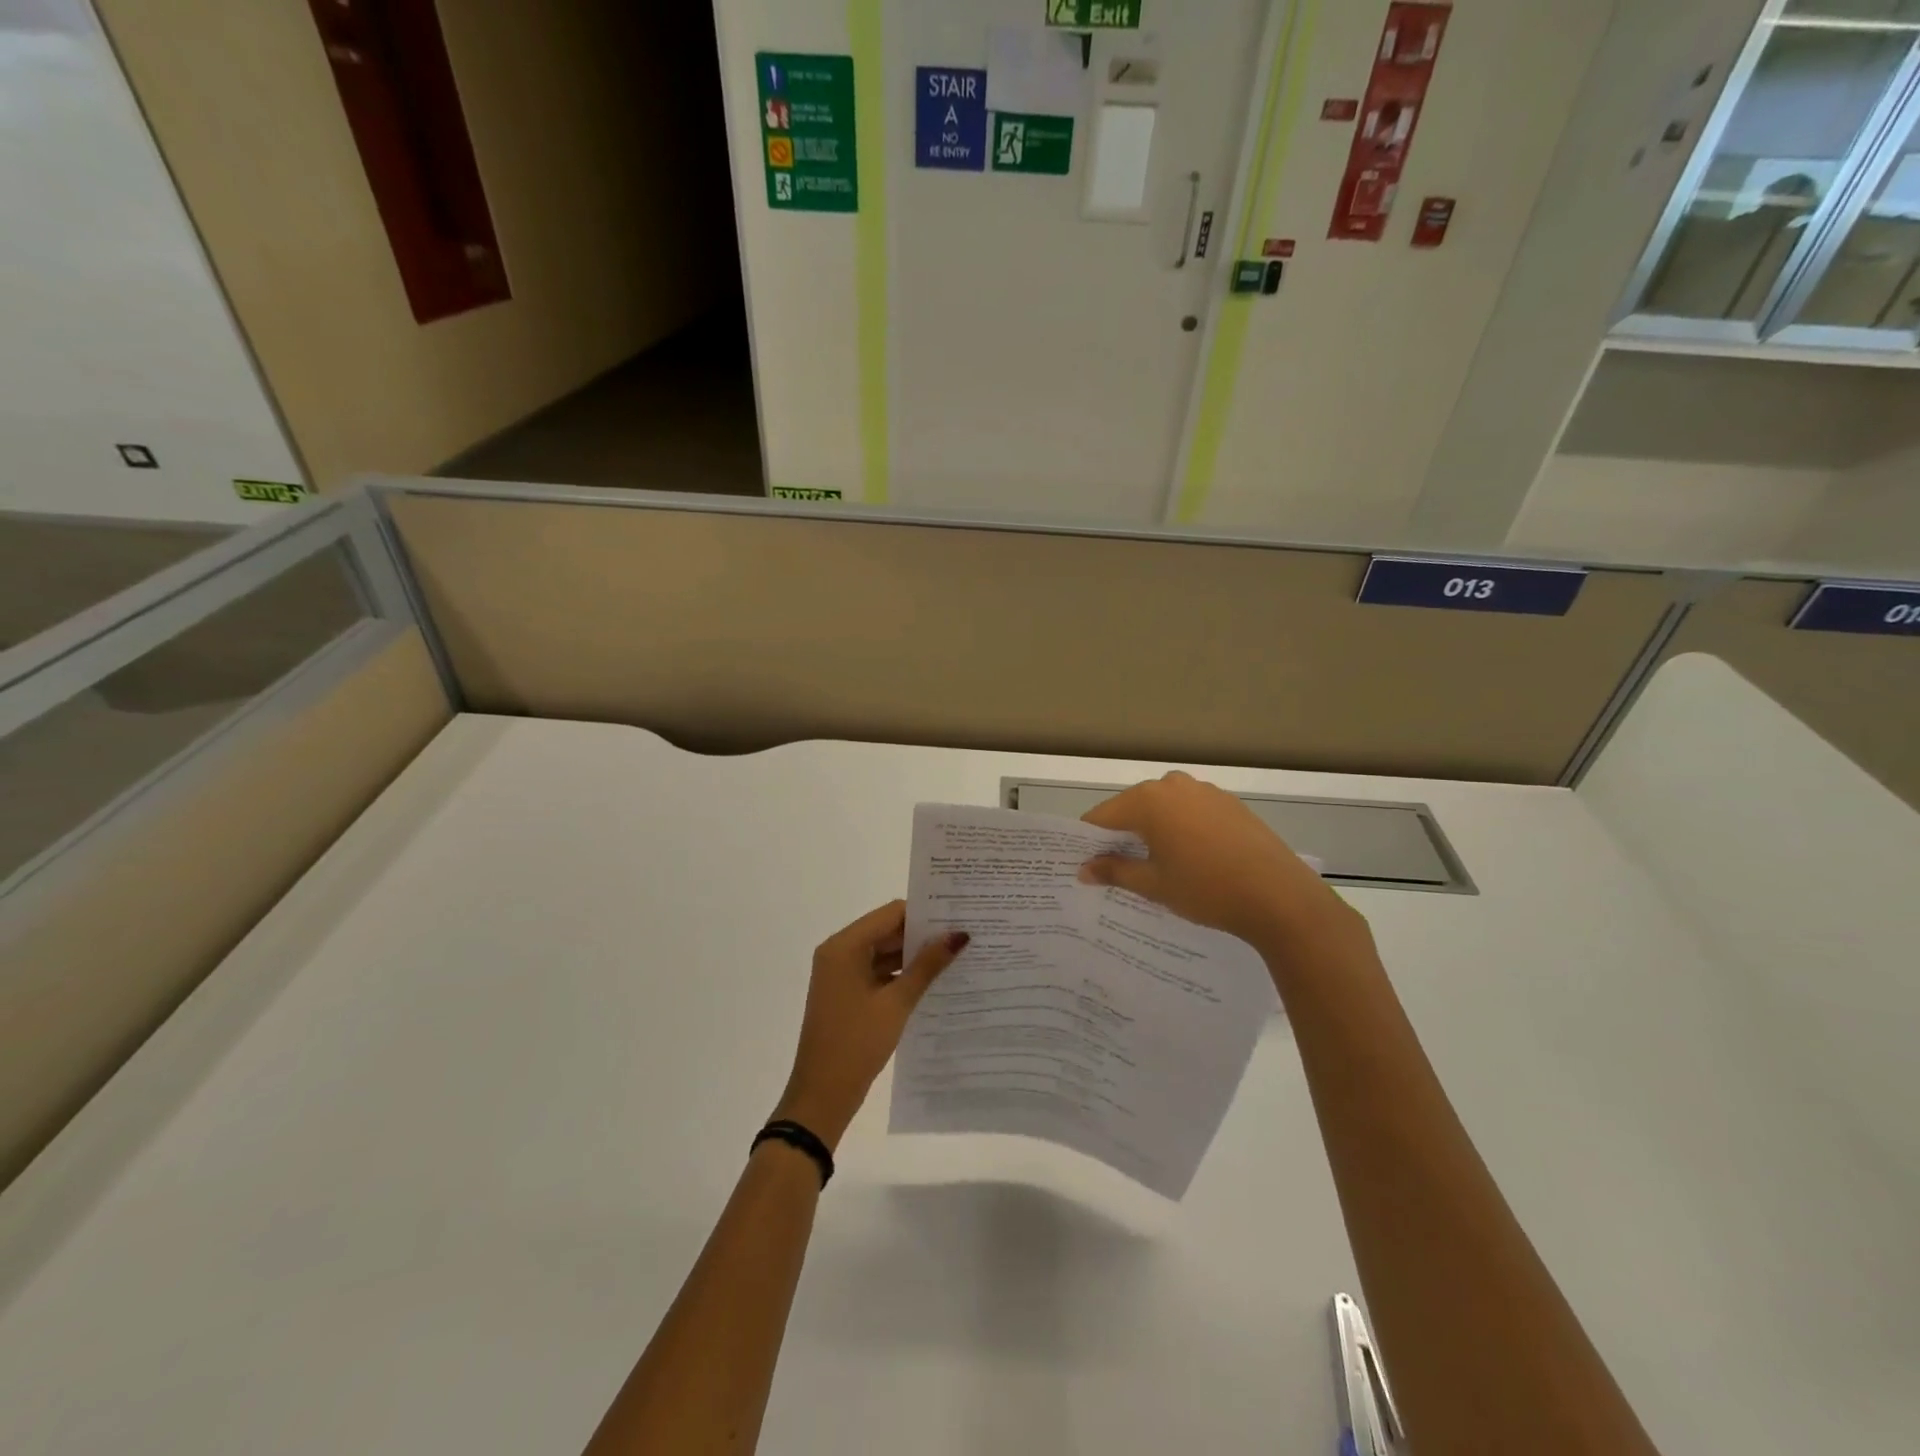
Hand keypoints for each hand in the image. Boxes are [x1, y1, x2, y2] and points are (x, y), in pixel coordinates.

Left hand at [772, 901, 967, 1150]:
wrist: (822, 1096)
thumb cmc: (857, 1043)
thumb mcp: (897, 1002)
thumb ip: (927, 965)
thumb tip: (958, 935)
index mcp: (844, 946)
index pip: (891, 913)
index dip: (924, 914)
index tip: (959, 916)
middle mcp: (839, 952)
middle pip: (886, 930)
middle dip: (922, 935)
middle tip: (963, 937)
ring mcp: (840, 973)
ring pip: (883, 951)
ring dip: (913, 956)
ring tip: (955, 957)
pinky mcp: (846, 993)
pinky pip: (877, 971)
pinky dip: (900, 974)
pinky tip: (932, 981)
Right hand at [1078, 771, 1365, 953]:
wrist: (1279, 897)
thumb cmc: (1206, 889)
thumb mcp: (1153, 885)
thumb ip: (1114, 871)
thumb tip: (1083, 870)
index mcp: (1148, 800)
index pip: (1102, 816)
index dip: (1089, 841)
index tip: (1085, 865)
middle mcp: (1173, 786)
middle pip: (1132, 808)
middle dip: (1121, 836)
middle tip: (1117, 870)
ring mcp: (1205, 791)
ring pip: (1163, 809)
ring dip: (1153, 832)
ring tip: (1156, 867)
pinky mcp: (1230, 803)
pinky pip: (1191, 812)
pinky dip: (1181, 830)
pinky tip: (1191, 859)